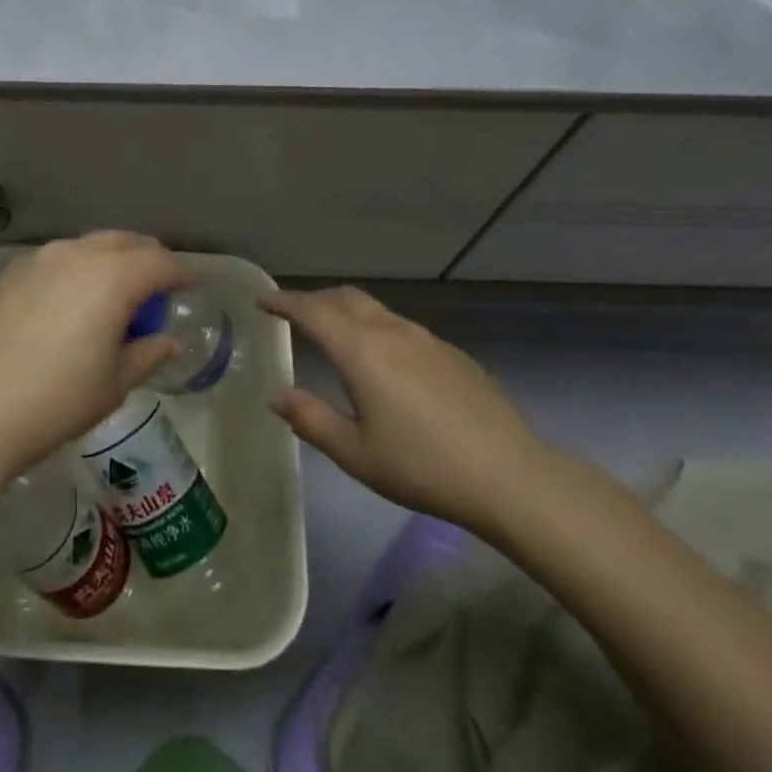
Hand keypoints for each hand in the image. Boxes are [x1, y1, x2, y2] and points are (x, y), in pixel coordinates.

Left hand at [0, 232, 184, 477]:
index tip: (190, 288)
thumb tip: (167, 340)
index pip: (159, 262)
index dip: (180, 273)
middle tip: (158, 287)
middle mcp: (78, 254)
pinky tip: (74, 300)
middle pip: (125, 242)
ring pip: (90, 245)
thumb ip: (147, 353)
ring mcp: (41, 258)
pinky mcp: (12, 272)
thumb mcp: (112, 384)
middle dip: (148, 258)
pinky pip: (60, 258)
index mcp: (113, 276)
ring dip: (112, 260)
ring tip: (117, 294)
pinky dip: (80, 268)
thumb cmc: (55, 400)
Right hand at [263, 286, 555, 536]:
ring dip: (345, 310)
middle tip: (294, 313)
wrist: (508, 474)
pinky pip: (399, 326)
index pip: (311, 311)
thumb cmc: (421, 465)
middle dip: (314, 300)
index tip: (262, 300)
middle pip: (343, 298)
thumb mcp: (356, 453)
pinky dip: (375, 327)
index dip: (284, 302)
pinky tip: (383, 360)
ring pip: (374, 308)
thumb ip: (311, 419)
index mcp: (359, 350)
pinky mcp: (449, 352)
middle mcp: (388, 330)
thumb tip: (277, 394)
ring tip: (334, 331)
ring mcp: (423, 338)